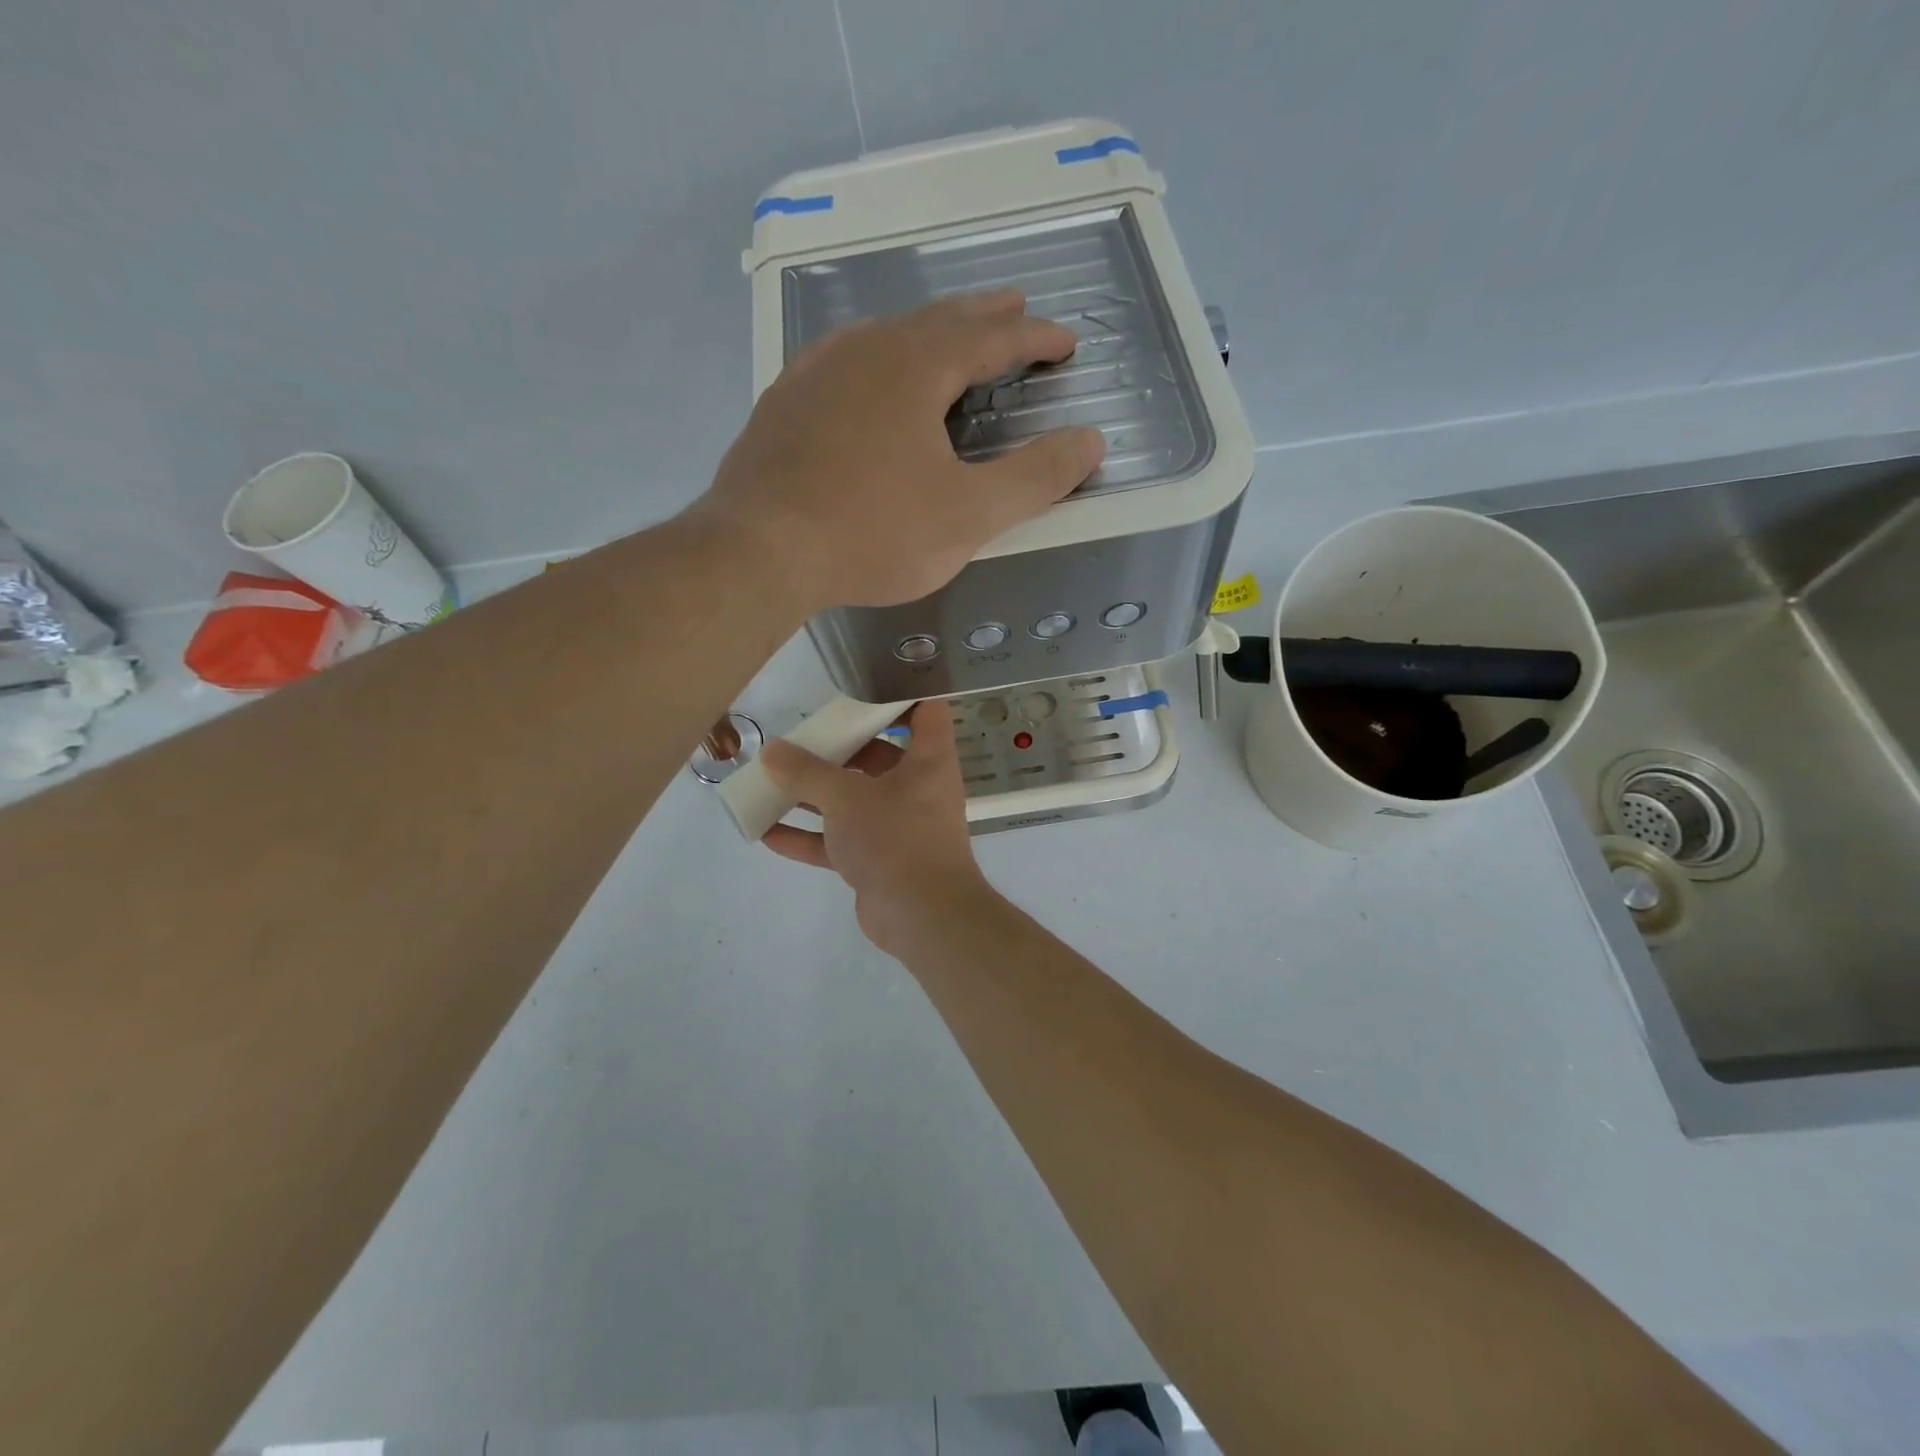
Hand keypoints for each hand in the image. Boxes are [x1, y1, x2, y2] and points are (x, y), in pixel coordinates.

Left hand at [696, 290, 1105, 611]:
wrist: (759, 550)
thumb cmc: (873, 532)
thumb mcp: (969, 514)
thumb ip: (1035, 478)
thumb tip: (1091, 441)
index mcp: (916, 365)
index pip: (991, 337)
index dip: (1034, 338)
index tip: (1065, 341)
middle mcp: (865, 349)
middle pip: (937, 320)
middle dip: (984, 317)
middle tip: (1015, 308)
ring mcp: (816, 371)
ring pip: (886, 336)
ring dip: (929, 333)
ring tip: (951, 339)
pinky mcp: (784, 403)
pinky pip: (845, 363)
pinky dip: (879, 361)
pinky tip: (871, 379)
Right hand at [761, 702, 988, 954]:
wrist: (923, 917)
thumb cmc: (896, 838)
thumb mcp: (847, 798)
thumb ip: (807, 773)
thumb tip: (772, 751)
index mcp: (928, 760)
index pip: (926, 711)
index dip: (902, 693)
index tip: (863, 684)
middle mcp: (917, 788)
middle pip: (878, 756)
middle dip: (838, 749)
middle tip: (801, 737)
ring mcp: (897, 826)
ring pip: (853, 801)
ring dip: (815, 794)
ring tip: (772, 780)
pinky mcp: (878, 861)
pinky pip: (840, 841)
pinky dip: (808, 837)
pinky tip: (767, 832)